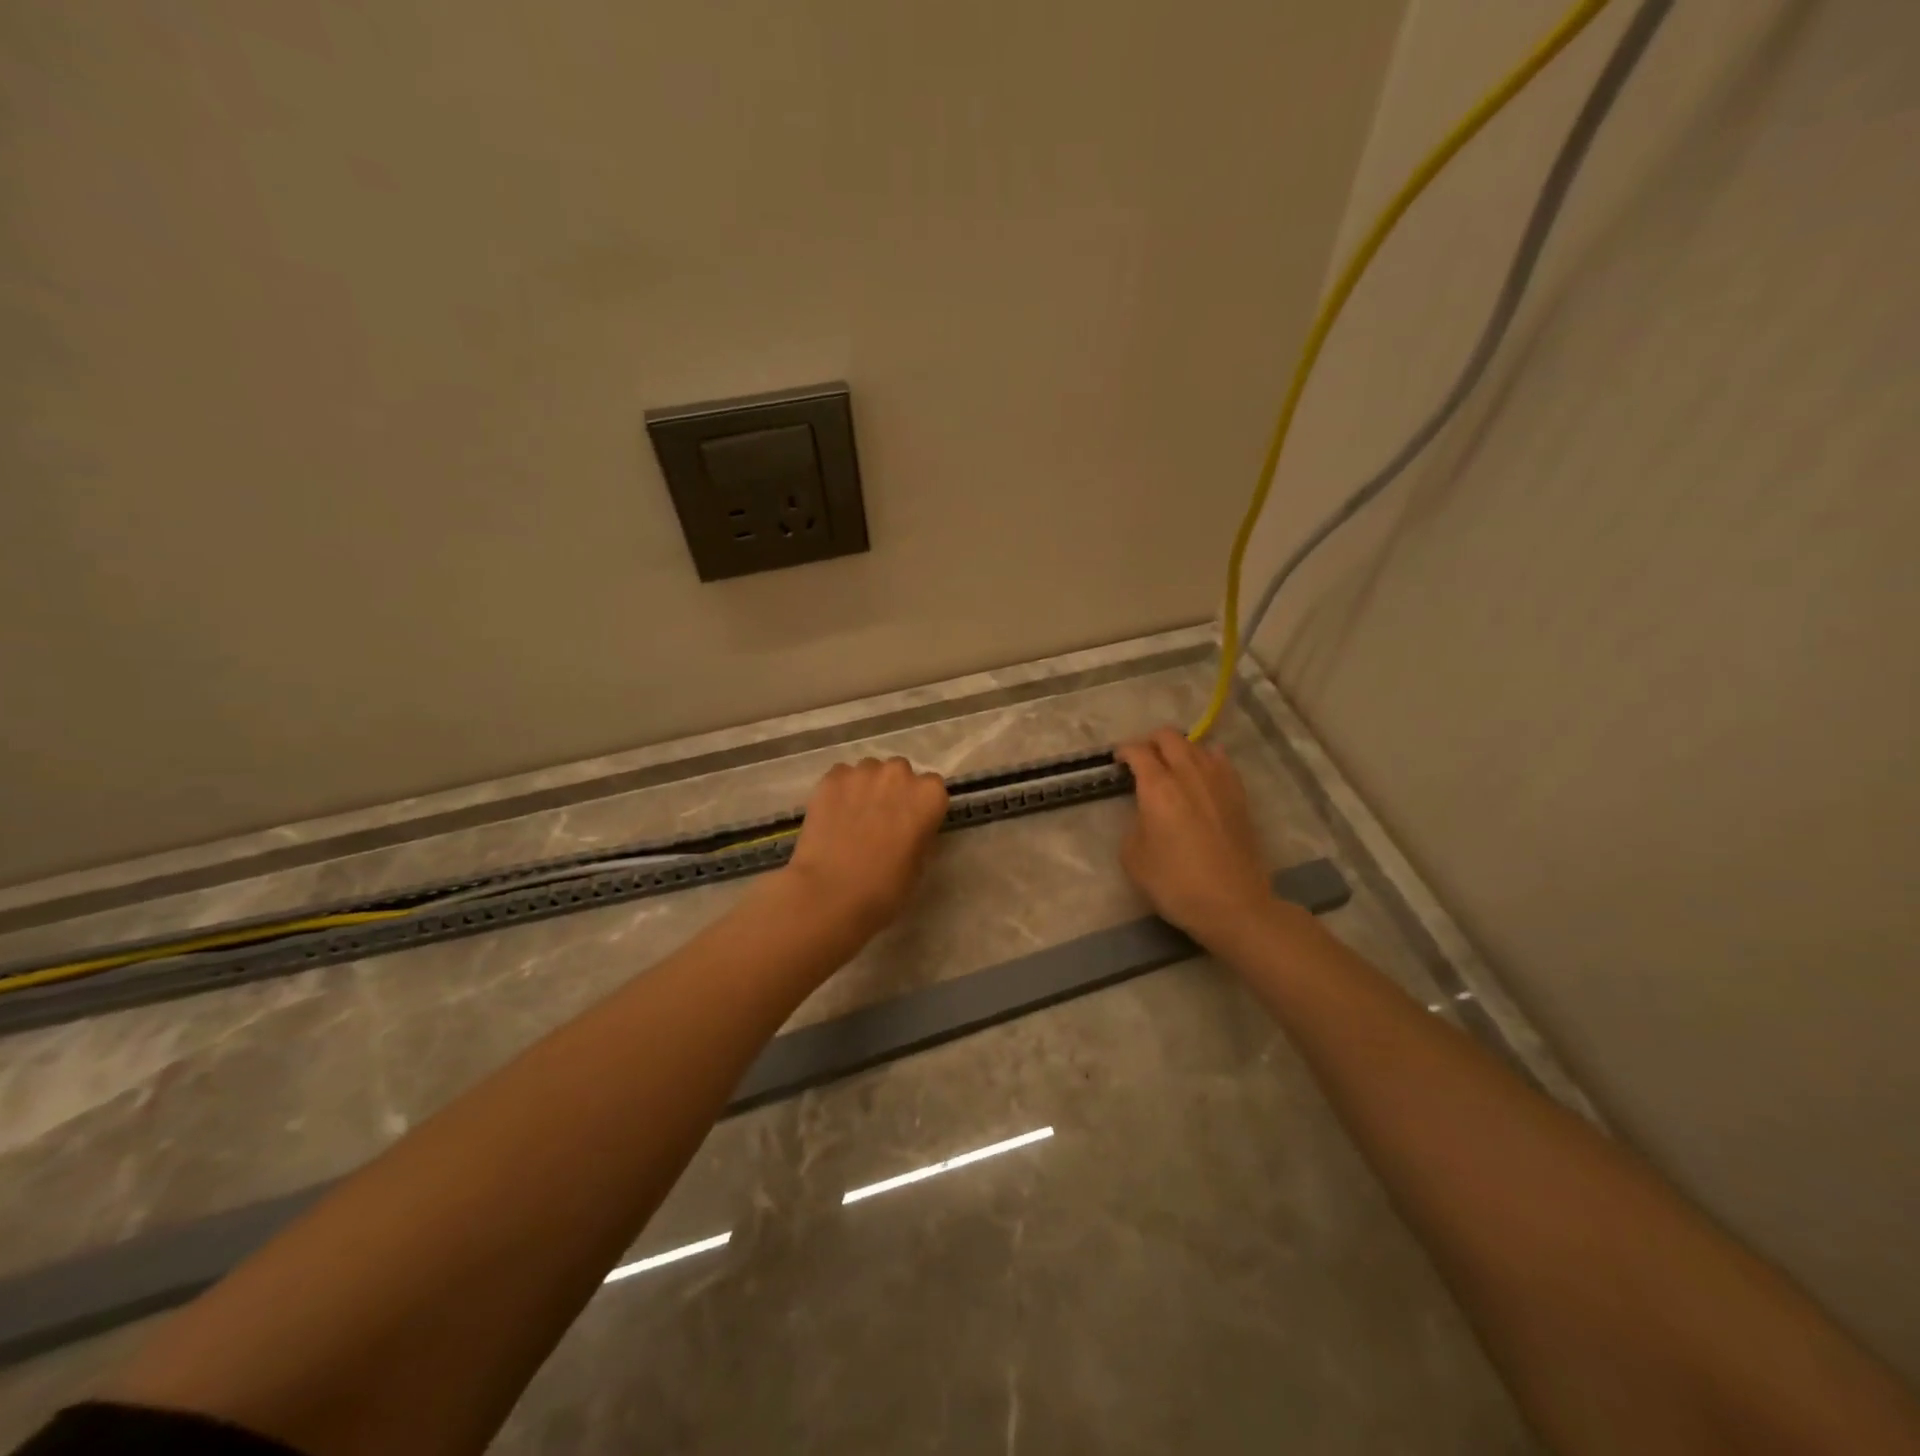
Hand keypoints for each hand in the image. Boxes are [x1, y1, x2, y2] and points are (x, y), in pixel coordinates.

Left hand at [781, 756, 948, 943]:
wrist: (832, 892)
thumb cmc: (885, 887)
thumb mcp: (919, 864)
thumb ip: (920, 834)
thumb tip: (910, 827)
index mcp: (929, 795)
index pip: (932, 788)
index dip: (920, 806)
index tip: (910, 823)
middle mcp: (899, 774)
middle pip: (900, 773)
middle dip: (893, 790)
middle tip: (881, 819)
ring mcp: (863, 772)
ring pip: (869, 771)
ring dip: (866, 787)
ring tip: (853, 817)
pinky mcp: (832, 778)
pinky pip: (841, 776)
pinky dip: (840, 791)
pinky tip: (832, 815)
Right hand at [1115, 729, 1272, 946]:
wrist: (1234, 904)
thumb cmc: (1176, 884)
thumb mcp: (1133, 858)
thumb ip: (1134, 824)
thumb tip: (1145, 813)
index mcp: (1158, 787)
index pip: (1138, 751)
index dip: (1124, 751)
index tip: (1118, 761)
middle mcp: (1189, 774)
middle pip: (1169, 737)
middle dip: (1151, 742)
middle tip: (1143, 759)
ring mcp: (1219, 781)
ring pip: (1197, 745)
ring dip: (1180, 749)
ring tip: (1172, 767)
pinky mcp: (1239, 795)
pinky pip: (1221, 761)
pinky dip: (1207, 759)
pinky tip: (1203, 773)